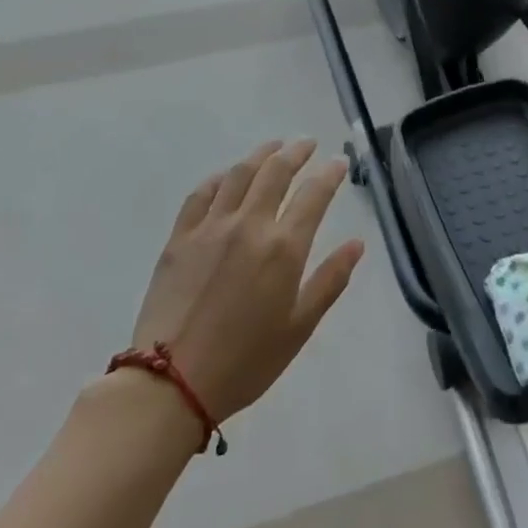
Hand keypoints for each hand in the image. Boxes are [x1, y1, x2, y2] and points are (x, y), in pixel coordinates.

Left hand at [129, 140, 364, 429]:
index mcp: (283, 247)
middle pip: (276, 172)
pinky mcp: (179, 238)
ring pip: (239, 174)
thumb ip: (330, 280)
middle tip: (308, 144)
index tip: (339, 163)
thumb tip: (357, 244)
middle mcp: (249, 225)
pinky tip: (226, 177)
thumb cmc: (245, 361)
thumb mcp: (299, 327)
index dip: (330, 173)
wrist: (171, 383)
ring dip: (260, 154)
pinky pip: (201, 194)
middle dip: (296, 152)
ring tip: (273, 147)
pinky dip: (219, 178)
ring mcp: (211, 227)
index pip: (314, 194)